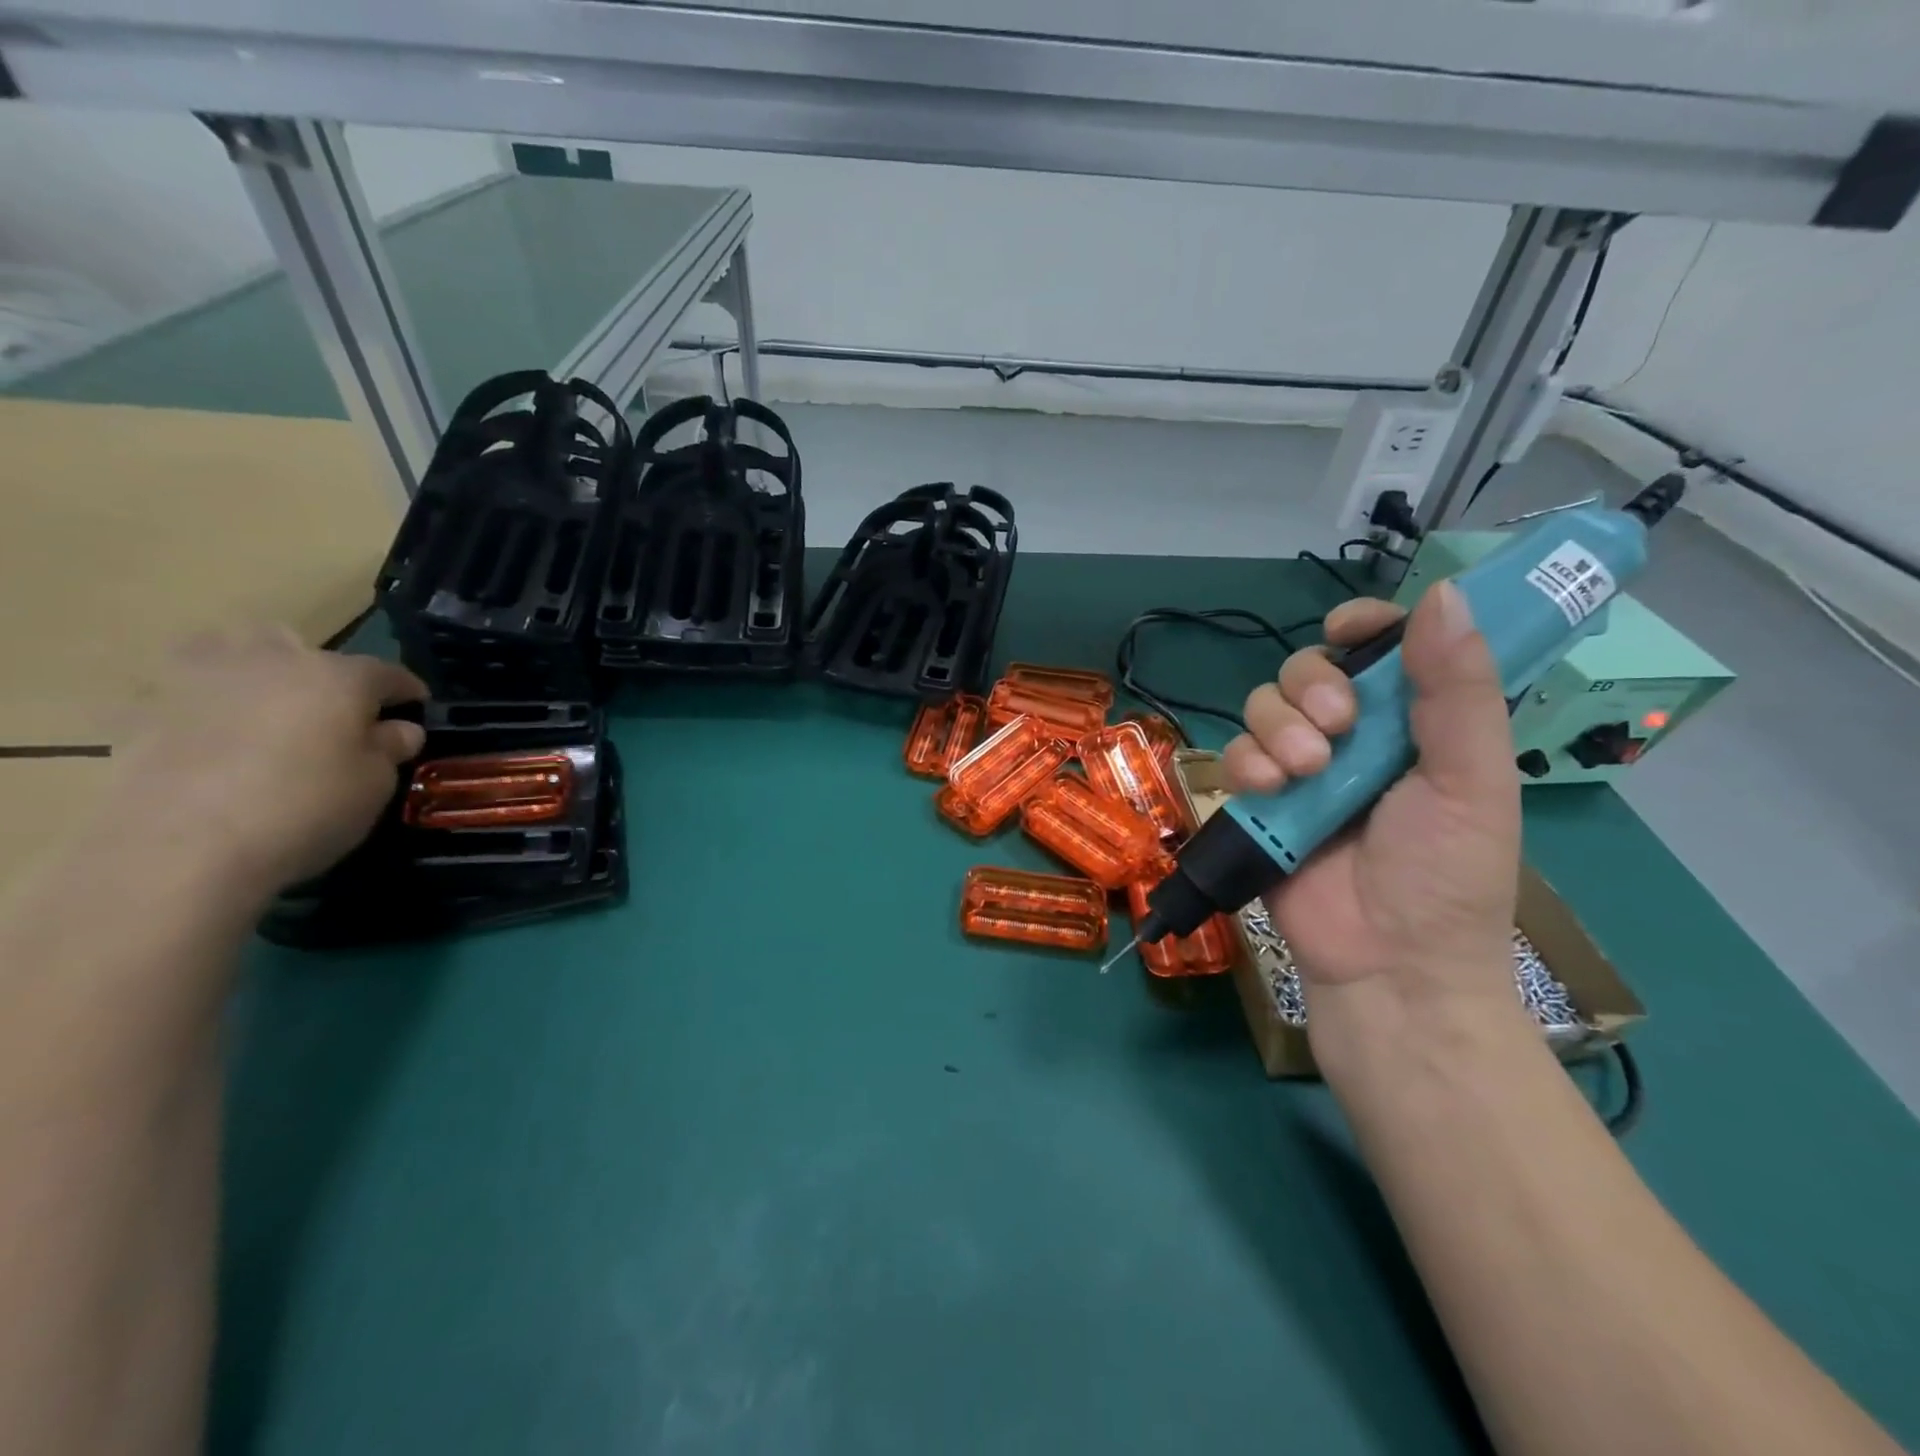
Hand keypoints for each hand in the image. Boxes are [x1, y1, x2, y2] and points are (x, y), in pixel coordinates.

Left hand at [108, 628, 427, 898]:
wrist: (180, 848)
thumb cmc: (306, 809)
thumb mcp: (375, 784)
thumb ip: (389, 748)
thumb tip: (397, 729)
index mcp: (339, 676)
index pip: (387, 673)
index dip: (407, 691)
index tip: (417, 708)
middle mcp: (274, 661)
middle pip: (305, 650)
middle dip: (323, 673)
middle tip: (333, 713)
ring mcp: (201, 679)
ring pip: (234, 652)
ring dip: (256, 673)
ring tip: (265, 710)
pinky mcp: (144, 709)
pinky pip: (186, 694)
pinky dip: (203, 707)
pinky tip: (213, 740)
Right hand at [1222, 582, 1522, 1046]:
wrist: (1388, 964)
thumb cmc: (1446, 874)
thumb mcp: (1470, 779)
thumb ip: (1458, 689)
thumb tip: (1443, 594)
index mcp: (1413, 723)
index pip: (1380, 647)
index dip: (1362, 625)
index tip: (1348, 628)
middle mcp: (1353, 737)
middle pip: (1308, 668)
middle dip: (1313, 687)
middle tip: (1337, 730)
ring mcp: (1300, 768)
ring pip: (1263, 706)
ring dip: (1278, 728)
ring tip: (1304, 773)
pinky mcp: (1259, 800)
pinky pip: (1234, 753)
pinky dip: (1245, 762)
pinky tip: (1269, 789)